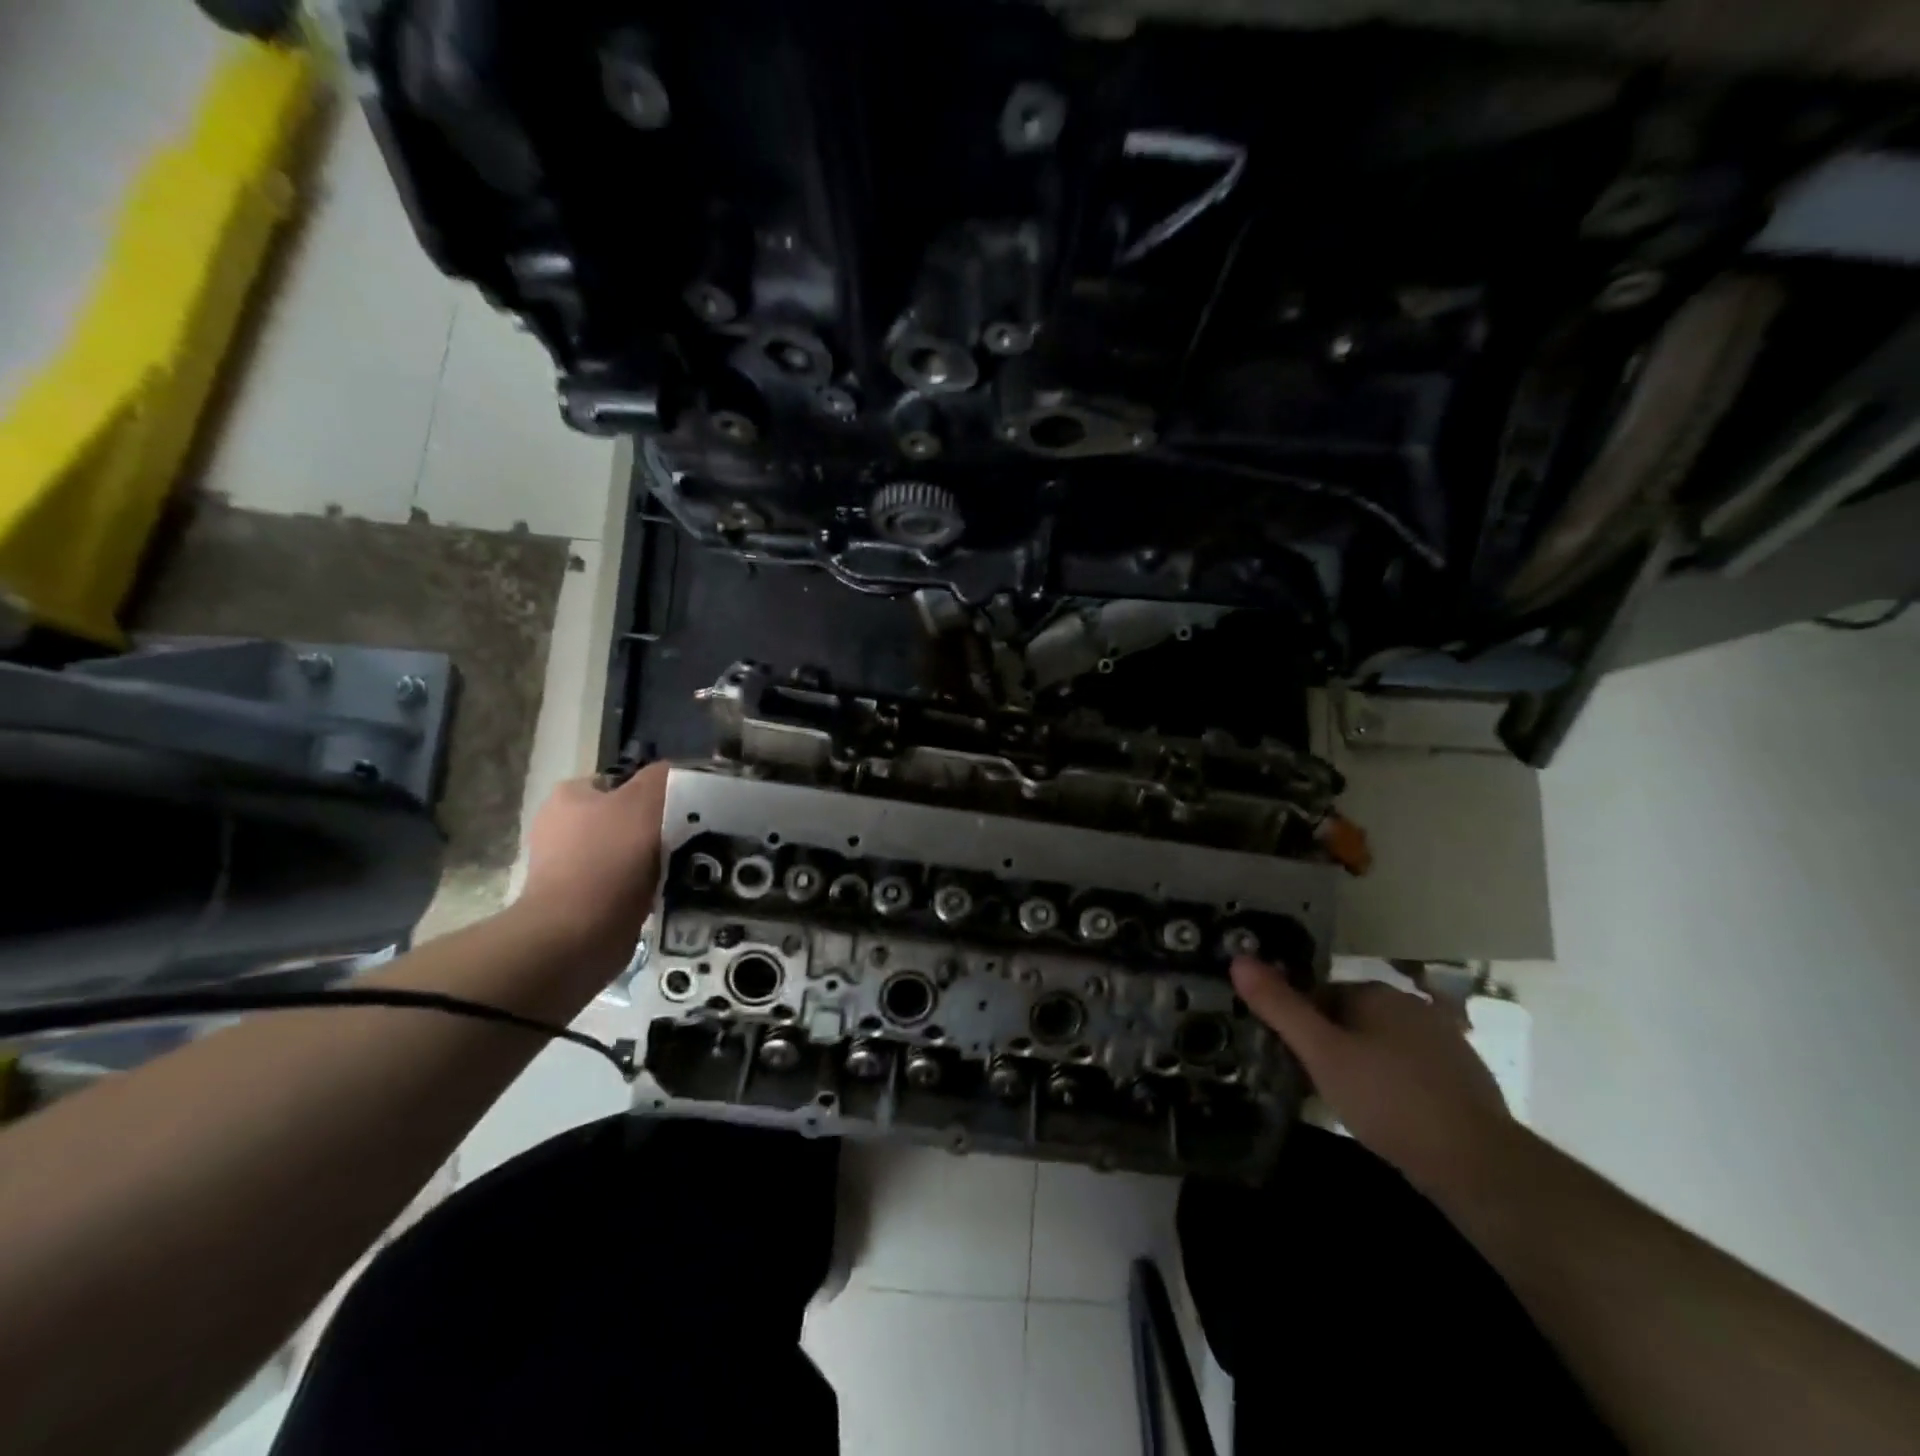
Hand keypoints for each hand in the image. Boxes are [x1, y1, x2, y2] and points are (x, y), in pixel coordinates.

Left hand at [518, 763, 670, 967]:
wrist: (577, 936)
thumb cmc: (608, 860)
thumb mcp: (644, 803)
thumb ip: (662, 778)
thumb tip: (677, 771)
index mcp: (569, 797)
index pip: (620, 782)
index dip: (654, 791)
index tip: (683, 808)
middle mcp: (561, 829)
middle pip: (625, 819)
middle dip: (656, 828)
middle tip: (690, 838)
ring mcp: (568, 868)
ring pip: (627, 853)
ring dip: (653, 860)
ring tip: (683, 867)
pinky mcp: (580, 903)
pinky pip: (623, 886)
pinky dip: (643, 888)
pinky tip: (665, 892)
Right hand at [1231, 956, 1513, 1197]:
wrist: (1478, 1166)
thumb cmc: (1389, 1100)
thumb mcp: (1321, 1054)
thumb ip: (1279, 1007)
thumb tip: (1238, 959)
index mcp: (1379, 993)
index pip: (1321, 995)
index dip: (1300, 1025)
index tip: (1289, 1058)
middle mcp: (1414, 1008)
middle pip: (1351, 1019)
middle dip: (1329, 1045)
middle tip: (1312, 1083)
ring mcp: (1445, 1043)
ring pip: (1381, 1046)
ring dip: (1360, 1066)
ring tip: (1346, 1103)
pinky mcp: (1465, 1081)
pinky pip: (1410, 1071)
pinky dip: (1392, 1086)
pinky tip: (1386, 1117)